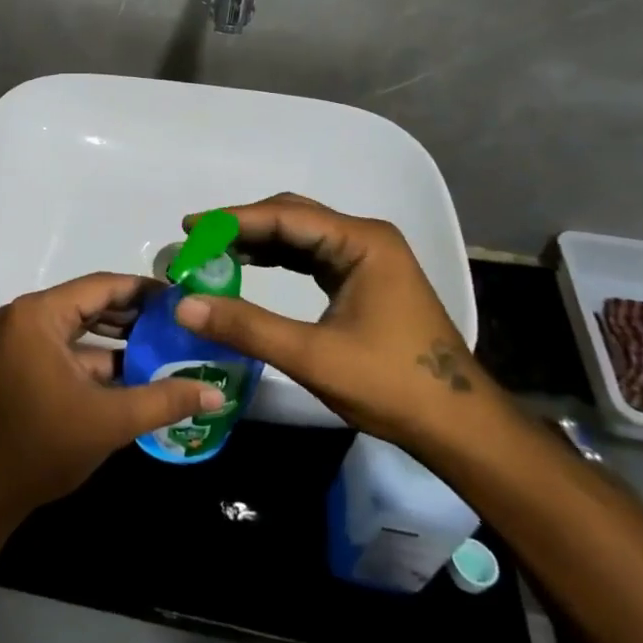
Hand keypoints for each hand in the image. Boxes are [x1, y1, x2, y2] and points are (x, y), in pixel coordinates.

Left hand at [0, 273, 227, 525]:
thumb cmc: (42, 445)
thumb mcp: (110, 421)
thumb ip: (164, 400)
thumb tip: (216, 392)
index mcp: (40, 314)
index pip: (102, 286)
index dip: (145, 290)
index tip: (185, 297)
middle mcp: (28, 317)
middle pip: (92, 303)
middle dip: (136, 314)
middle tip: (183, 322)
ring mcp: (23, 341)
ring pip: (82, 329)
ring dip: (121, 339)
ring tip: (169, 345)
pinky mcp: (24, 365)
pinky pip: (69, 349)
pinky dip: (100, 359)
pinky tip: (139, 372)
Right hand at [172, 193, 495, 449]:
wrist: (459, 426)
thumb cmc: (391, 385)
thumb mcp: (313, 356)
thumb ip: (247, 327)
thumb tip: (183, 306)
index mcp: (361, 242)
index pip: (284, 216)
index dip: (231, 220)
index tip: (188, 227)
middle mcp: (365, 238)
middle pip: (291, 217)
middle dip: (241, 228)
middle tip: (195, 242)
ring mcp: (367, 258)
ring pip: (300, 236)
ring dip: (257, 243)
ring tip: (212, 255)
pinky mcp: (364, 279)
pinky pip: (311, 256)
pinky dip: (277, 259)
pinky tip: (249, 268)